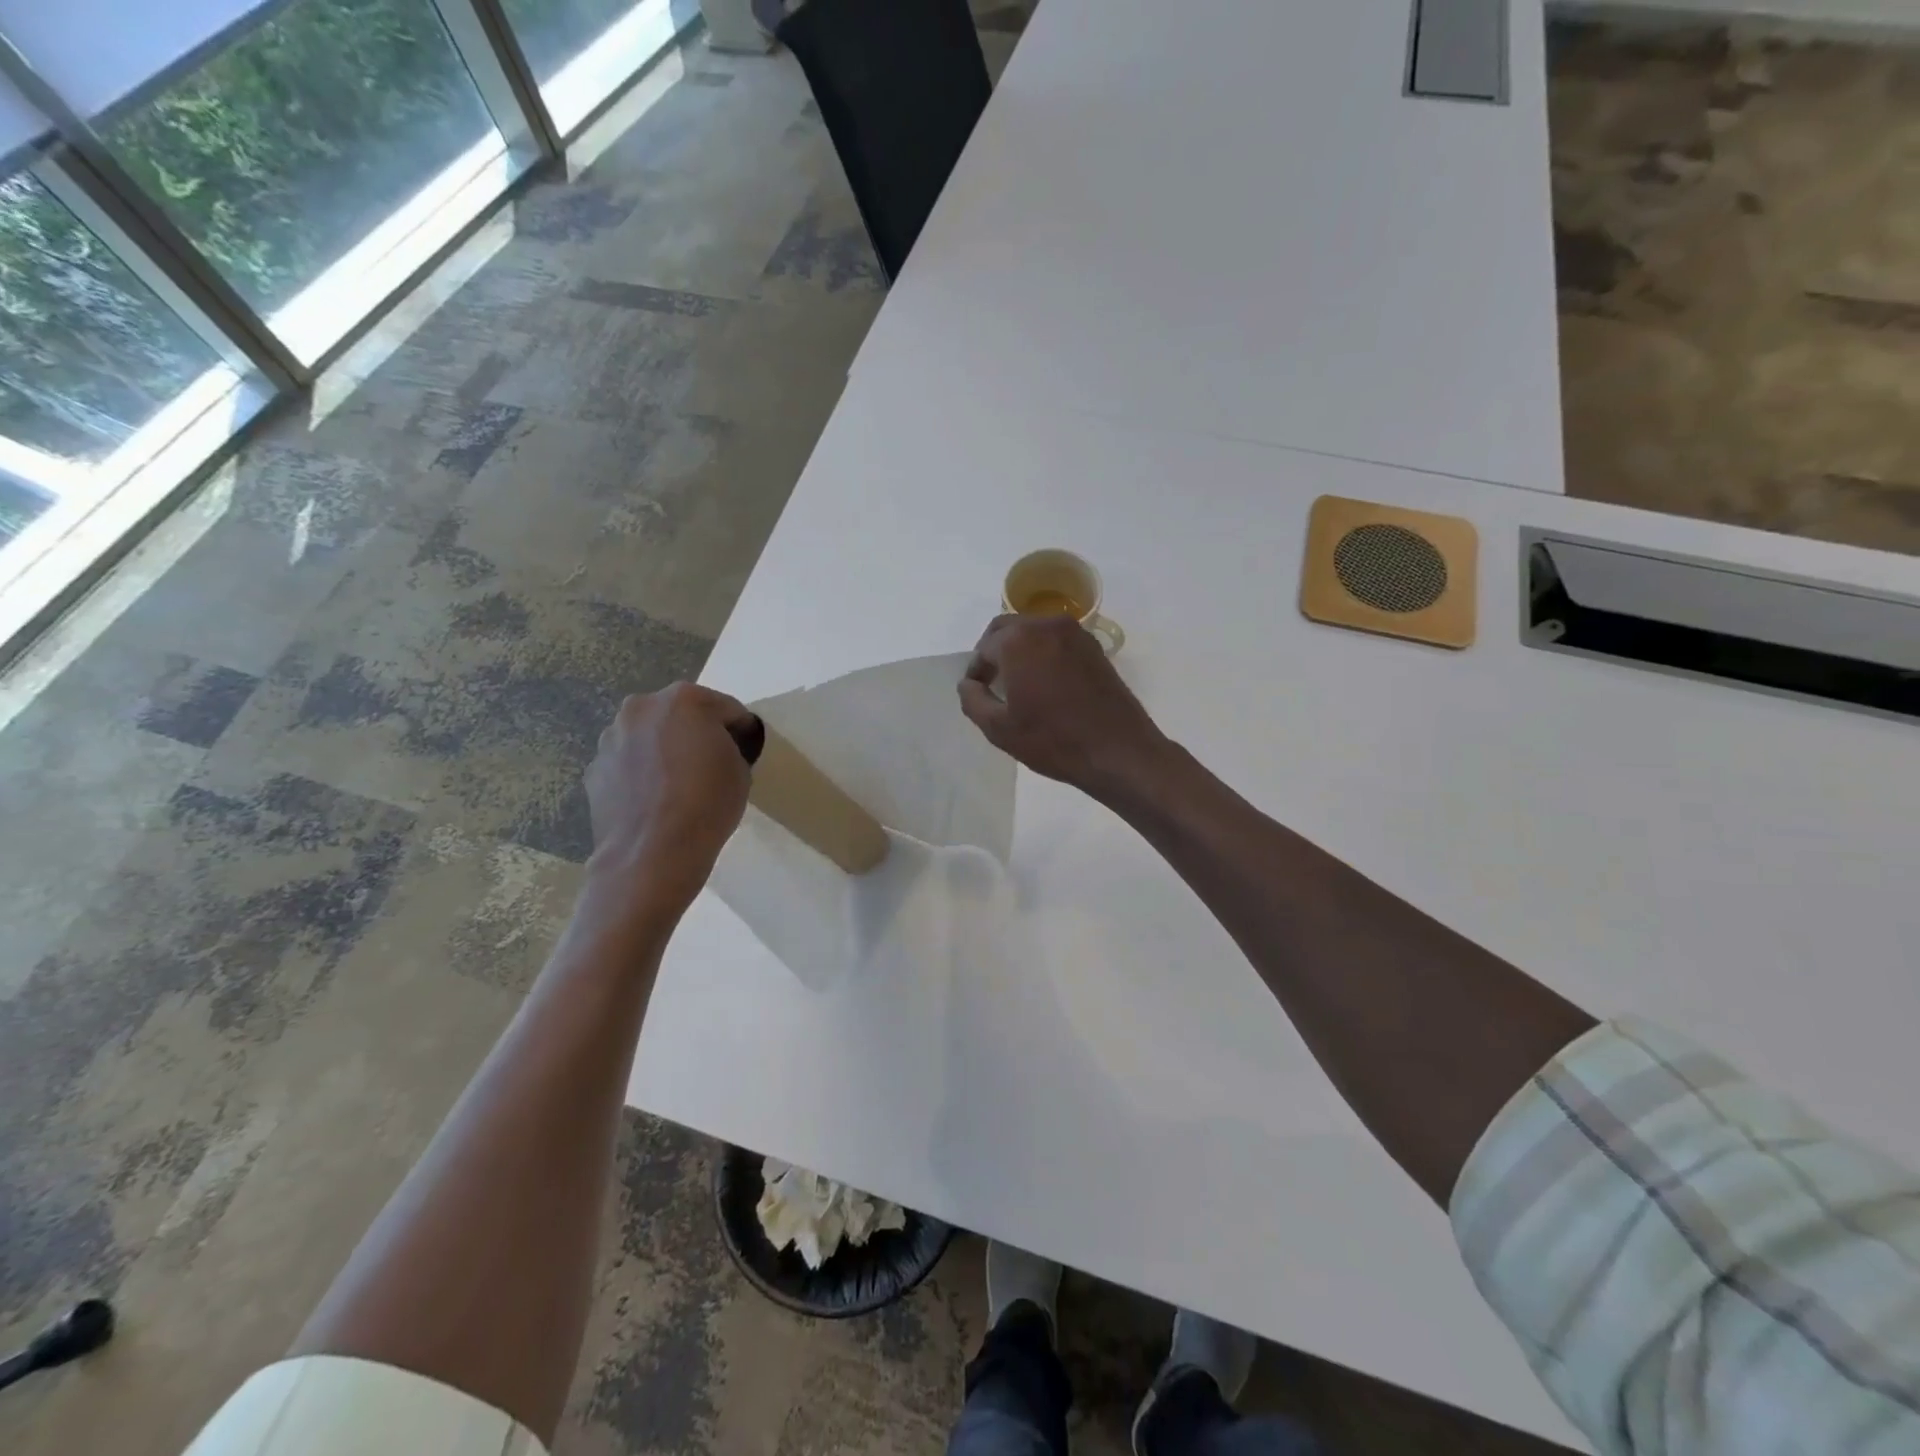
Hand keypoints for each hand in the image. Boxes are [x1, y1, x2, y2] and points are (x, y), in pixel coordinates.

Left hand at [584, 683, 756, 915]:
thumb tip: (716, 749)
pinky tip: (654, 801)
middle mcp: (641, 708)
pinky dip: (641, 774)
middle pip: (680, 715)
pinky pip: (628, 763)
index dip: (741, 730)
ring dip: (664, 750)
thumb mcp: (741, 769)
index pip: (726, 708)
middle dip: (696, 733)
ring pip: (649, 737)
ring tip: (677, 785)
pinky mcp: (594, 769)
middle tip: (710, 765)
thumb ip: (729, 746)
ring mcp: (612, 738)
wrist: (653, 851)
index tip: (747, 751)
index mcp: (684, 699)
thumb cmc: (707, 803)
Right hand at [957, 614, 1168, 796]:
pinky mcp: (1094, 646)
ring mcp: (1075, 633)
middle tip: (991, 682)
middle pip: (1007, 628)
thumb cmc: (1053, 741)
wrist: (1118, 751)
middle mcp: (1046, 625)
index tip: (976, 692)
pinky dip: (1043, 652)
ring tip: (1018, 682)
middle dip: (994, 651)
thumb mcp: (999, 729)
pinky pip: (1057, 640)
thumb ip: (973, 700)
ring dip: (1019, 649)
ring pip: (1034, 630)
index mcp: (1018, 641)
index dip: (976, 671)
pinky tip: (1045, 682)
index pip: (984, 648)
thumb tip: (968, 684)